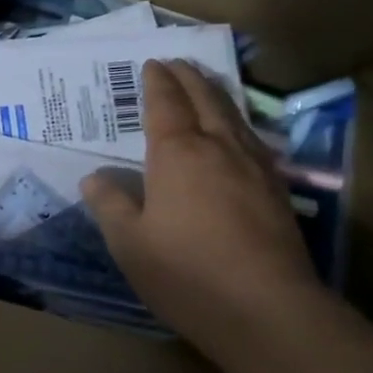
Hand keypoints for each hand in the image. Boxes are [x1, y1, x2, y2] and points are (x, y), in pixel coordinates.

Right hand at [81, 60, 329, 365]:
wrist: (267, 310)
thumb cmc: (187, 273)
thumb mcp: (129, 244)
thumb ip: (110, 204)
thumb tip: (95, 177)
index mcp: (178, 153)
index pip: (165, 103)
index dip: (157, 82)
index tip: (151, 64)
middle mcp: (219, 148)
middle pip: (205, 99)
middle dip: (189, 77)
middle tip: (178, 62)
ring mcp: (255, 167)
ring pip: (234, 116)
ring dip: (217, 94)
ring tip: (206, 85)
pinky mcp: (278, 191)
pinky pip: (253, 140)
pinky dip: (239, 123)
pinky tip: (239, 135)